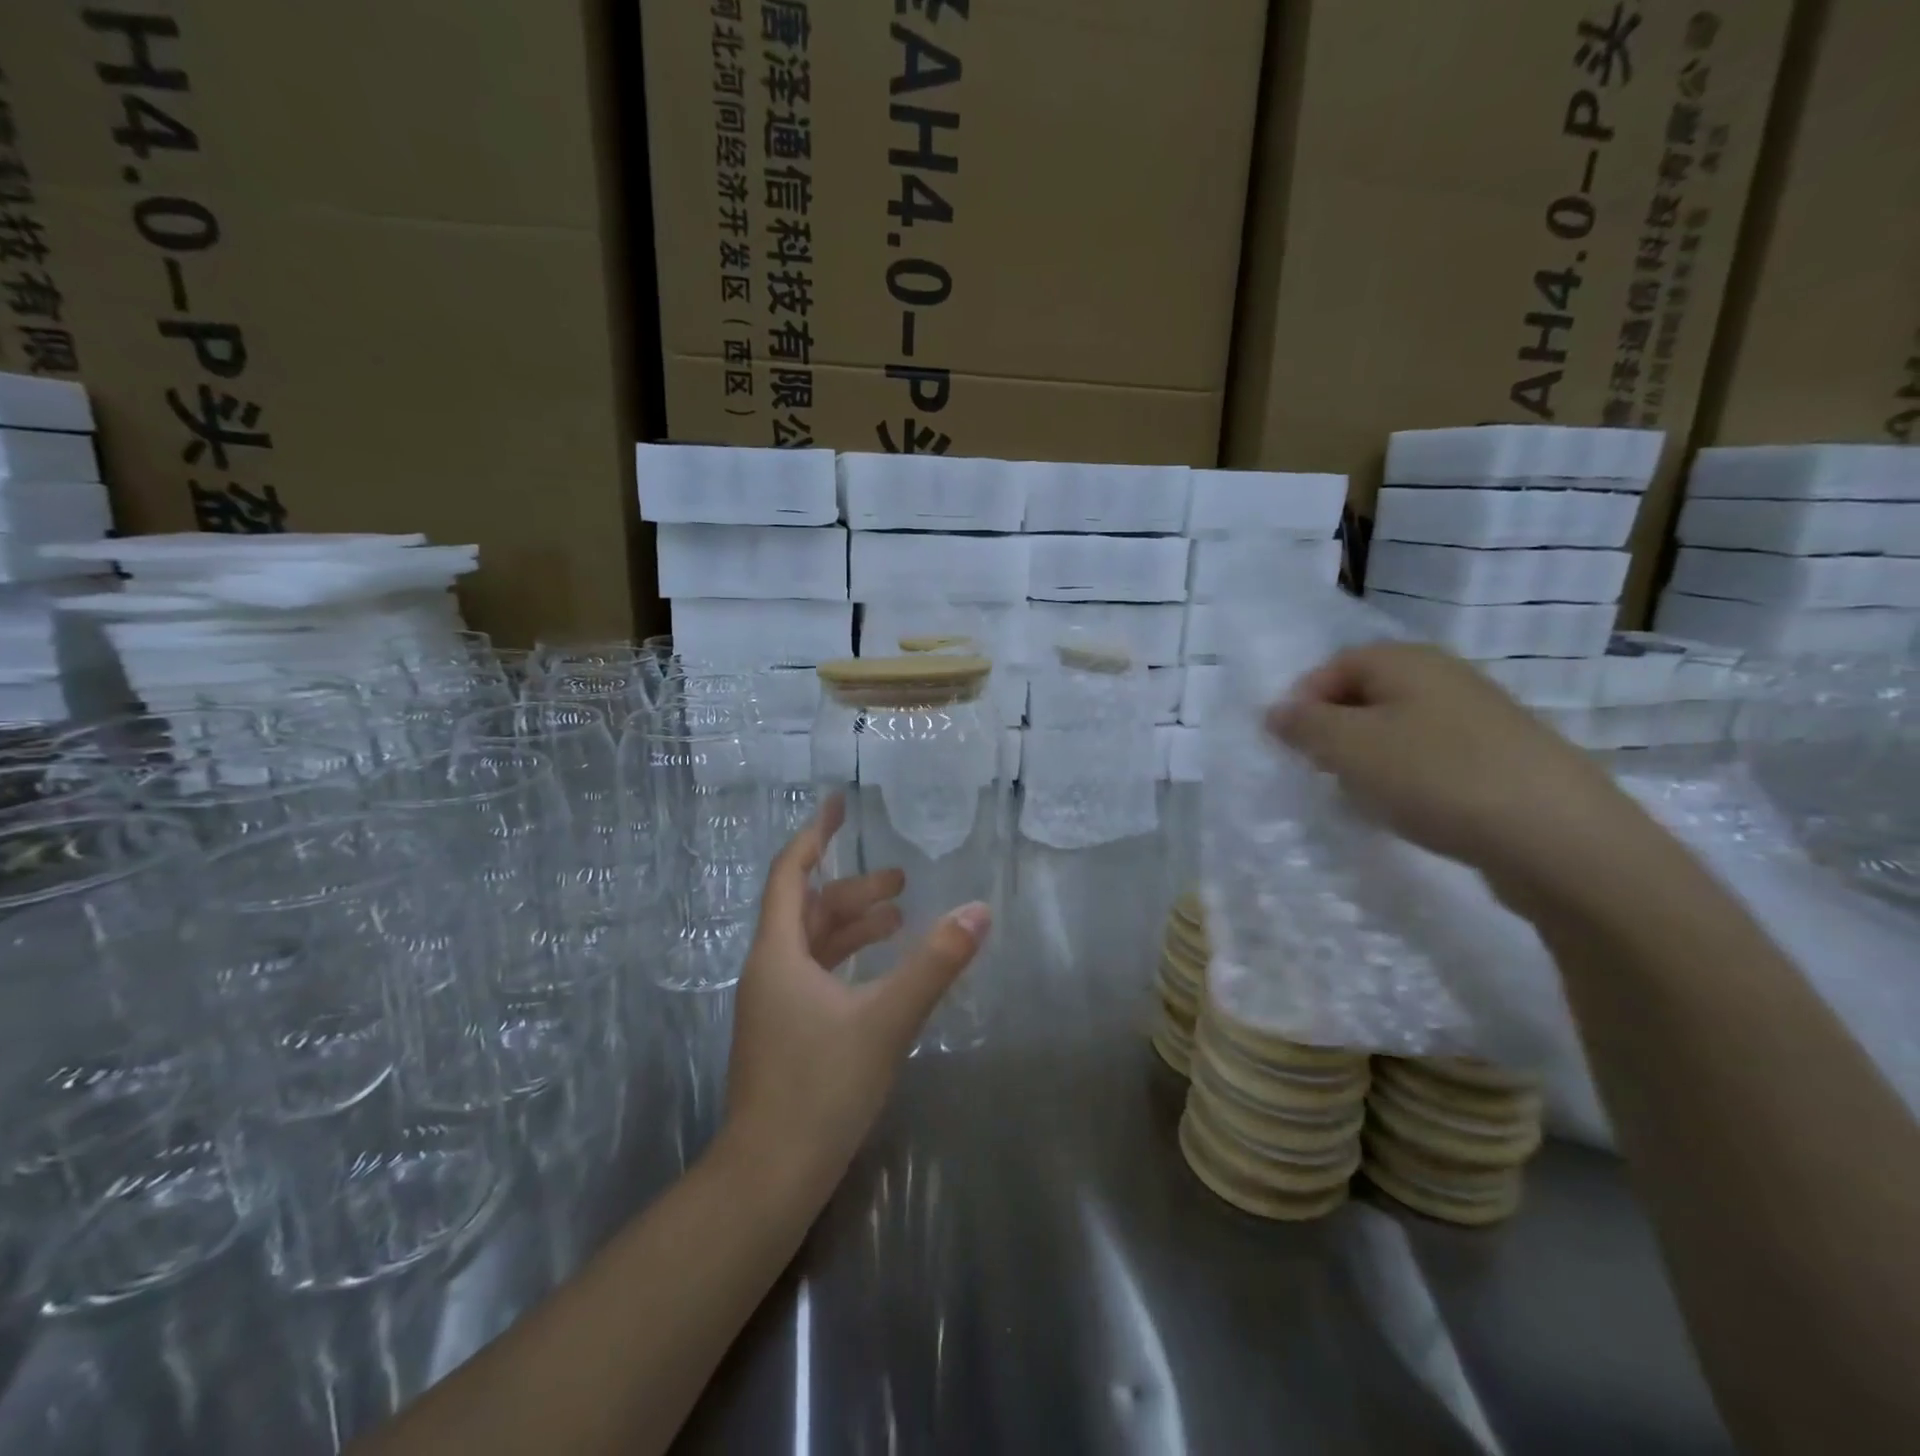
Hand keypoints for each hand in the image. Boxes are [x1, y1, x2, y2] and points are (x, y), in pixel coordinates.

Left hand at [721, 793, 988, 1199]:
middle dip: (853, 889)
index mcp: (778, 954)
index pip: (791, 874)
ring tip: (899, 918)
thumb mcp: (887, 1019)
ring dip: (852, 926)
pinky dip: (846, 960)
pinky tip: (877, 973)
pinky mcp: (784, 1034)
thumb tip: (979, 911)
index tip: (837, 804)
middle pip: (808, 910)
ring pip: (812, 946)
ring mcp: (773, 1006)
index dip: (814, 835)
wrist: (769, 1178)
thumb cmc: (821, 1089)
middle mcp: (769, 971)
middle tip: (901, 881)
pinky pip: (815, 976)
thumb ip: (935, 964)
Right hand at [1266, 642, 1651, 905]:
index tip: (1289, 746)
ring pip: (1398, 728)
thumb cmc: (1436, 777)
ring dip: (1369, 758)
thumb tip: (1276, 712)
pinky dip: (1408, 778)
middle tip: (1321, 771)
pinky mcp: (1502, 759)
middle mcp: (1445, 676)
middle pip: (1366, 695)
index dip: (1302, 702)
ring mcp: (1479, 717)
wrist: (1557, 836)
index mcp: (1406, 660)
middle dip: (1334, 732)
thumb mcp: (1349, 747)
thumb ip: (1304, 725)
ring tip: (1364, 795)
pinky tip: (1411, 809)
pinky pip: (1432, 757)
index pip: (1333, 666)